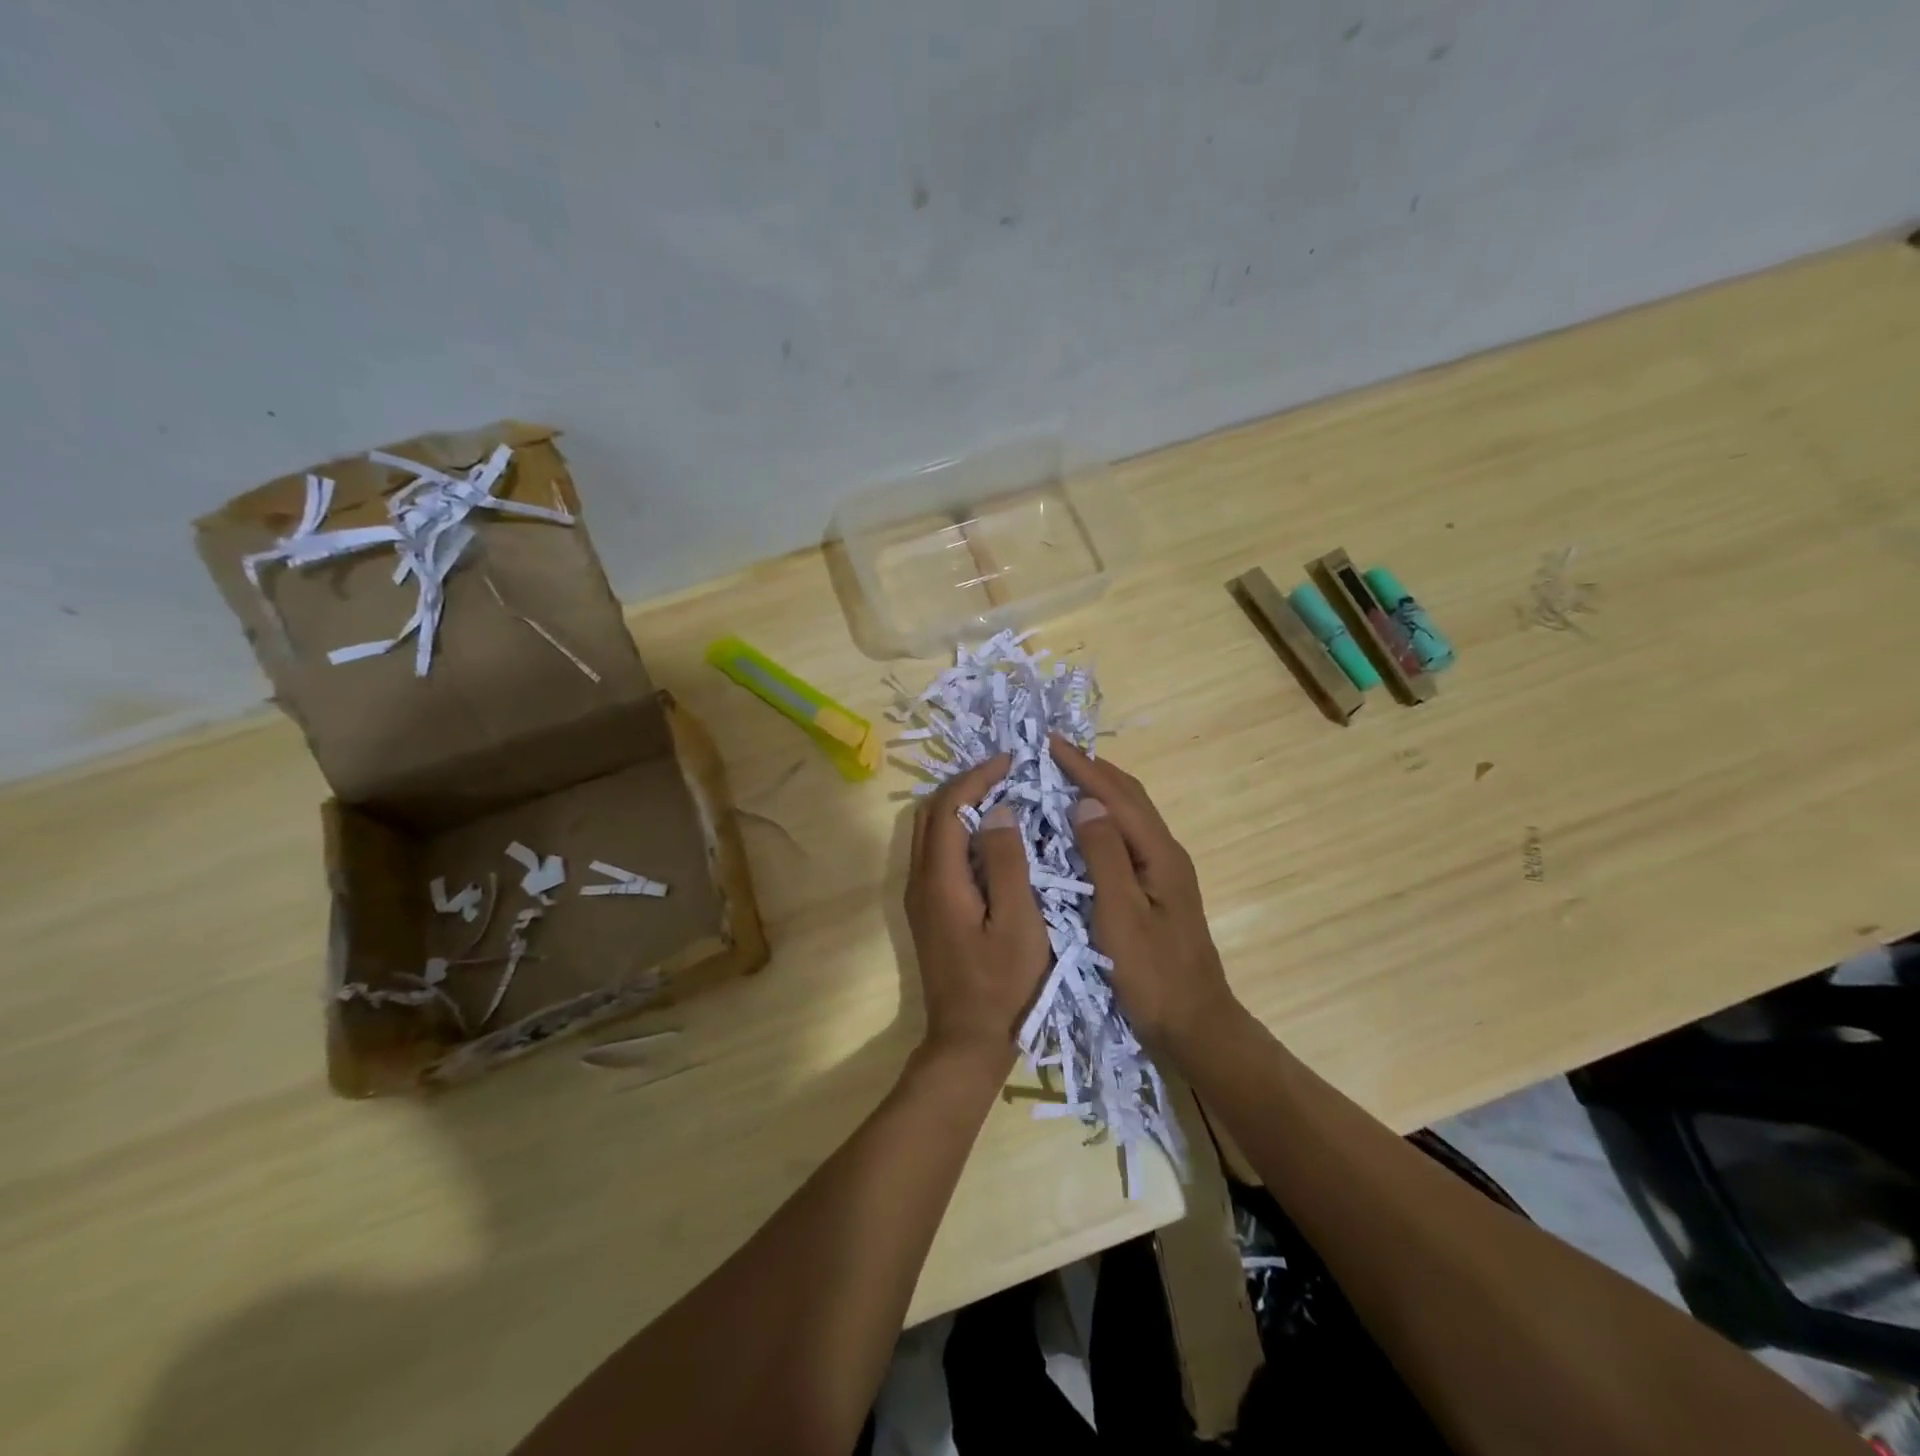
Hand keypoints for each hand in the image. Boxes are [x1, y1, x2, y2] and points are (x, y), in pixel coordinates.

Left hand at [905, 754, 1050, 1072]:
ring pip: (929, 831)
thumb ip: (1008, 863)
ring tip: (1000, 795)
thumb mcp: (1019, 923)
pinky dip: (958, 829)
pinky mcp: (927, 909)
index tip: (1011, 760)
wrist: (967, 1041)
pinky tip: (989, 836)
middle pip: (931, 812)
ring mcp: (919, 895)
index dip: (978, 777)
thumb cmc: (1003, 985)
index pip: (951, 807)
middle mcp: (920, 880)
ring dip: (959, 804)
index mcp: (941, 879)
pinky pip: (936, 851)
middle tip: (1006, 773)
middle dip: (965, 783)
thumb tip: (999, 810)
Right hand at [1050, 737, 1241, 1057]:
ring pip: (1130, 815)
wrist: (1193, 1024)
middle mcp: (1166, 853)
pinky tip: (1082, 826)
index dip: (1083, 767)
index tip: (1048, 743)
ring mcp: (1164, 871)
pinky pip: (1126, 837)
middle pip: (1130, 797)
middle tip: (1053, 753)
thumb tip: (1086, 802)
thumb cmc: (1152, 974)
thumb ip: (1104, 856)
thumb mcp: (1120, 915)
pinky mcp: (1156, 888)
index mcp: (1159, 854)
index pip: (1118, 796)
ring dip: (1099, 790)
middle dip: (1093, 770)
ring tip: (1063, 777)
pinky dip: (1102, 818)